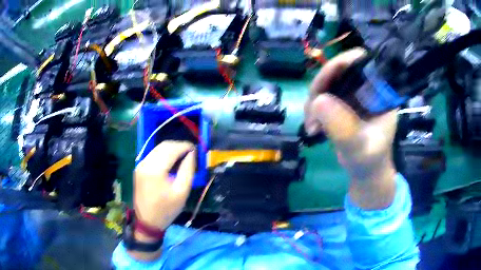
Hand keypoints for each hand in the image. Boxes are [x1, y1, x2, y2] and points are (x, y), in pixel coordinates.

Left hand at [134, 141, 195, 235]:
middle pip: (164, 145)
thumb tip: (192, 153)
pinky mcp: (139, 168)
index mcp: (155, 169)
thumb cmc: (166, 209)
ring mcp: (140, 165)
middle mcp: (145, 163)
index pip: (172, 149)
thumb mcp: (182, 192)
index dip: (185, 146)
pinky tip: (171, 161)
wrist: (148, 221)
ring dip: (171, 149)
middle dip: (178, 146)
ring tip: (183, 156)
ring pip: (157, 148)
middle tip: (191, 152)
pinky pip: (153, 155)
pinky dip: (163, 154)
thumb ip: (187, 170)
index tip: (196, 149)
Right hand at [304, 48, 397, 209]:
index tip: (326, 79)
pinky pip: (320, 96)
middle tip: (313, 110)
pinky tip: (313, 127)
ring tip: (312, 126)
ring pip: (325, 82)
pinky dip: (313, 110)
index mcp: (380, 93)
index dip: (343, 63)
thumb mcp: (360, 149)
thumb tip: (318, 101)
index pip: (362, 63)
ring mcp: (351, 94)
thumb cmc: (370, 161)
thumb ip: (344, 129)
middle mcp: (365, 88)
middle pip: (338, 69)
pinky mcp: (340, 103)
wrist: (365, 172)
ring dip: (313, 101)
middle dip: (321, 86)